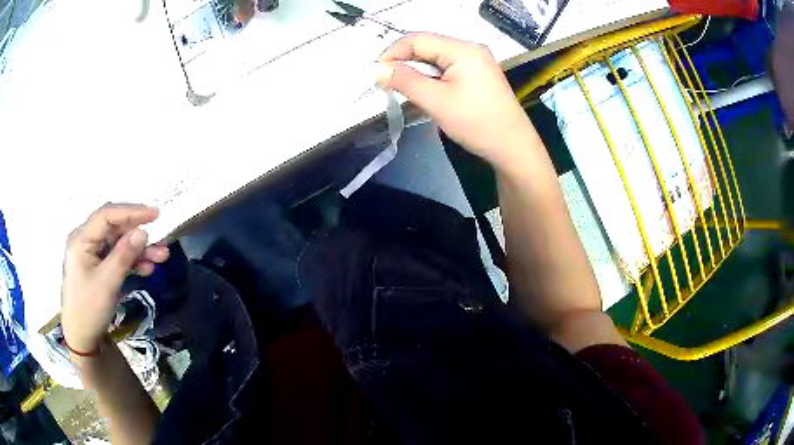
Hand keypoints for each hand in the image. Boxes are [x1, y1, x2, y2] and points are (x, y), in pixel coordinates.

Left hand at [61, 204, 169, 354]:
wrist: (81, 340)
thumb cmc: (89, 309)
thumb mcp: (107, 282)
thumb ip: (124, 255)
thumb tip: (143, 231)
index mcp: (81, 239)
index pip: (107, 215)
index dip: (131, 212)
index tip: (155, 215)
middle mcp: (86, 241)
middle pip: (114, 229)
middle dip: (138, 234)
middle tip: (161, 240)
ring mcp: (91, 255)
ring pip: (118, 244)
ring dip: (138, 250)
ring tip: (161, 257)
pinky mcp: (97, 268)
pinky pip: (116, 258)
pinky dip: (131, 262)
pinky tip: (146, 269)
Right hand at [377, 33, 534, 166]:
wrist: (513, 147)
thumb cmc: (476, 123)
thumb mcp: (436, 101)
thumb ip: (405, 81)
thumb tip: (378, 70)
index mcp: (463, 49)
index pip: (417, 39)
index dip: (393, 53)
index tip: (376, 72)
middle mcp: (471, 49)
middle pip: (427, 47)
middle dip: (404, 62)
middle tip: (385, 81)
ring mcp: (477, 62)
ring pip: (436, 59)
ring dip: (416, 71)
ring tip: (401, 88)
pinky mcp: (478, 75)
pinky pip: (447, 69)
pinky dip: (431, 78)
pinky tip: (423, 91)